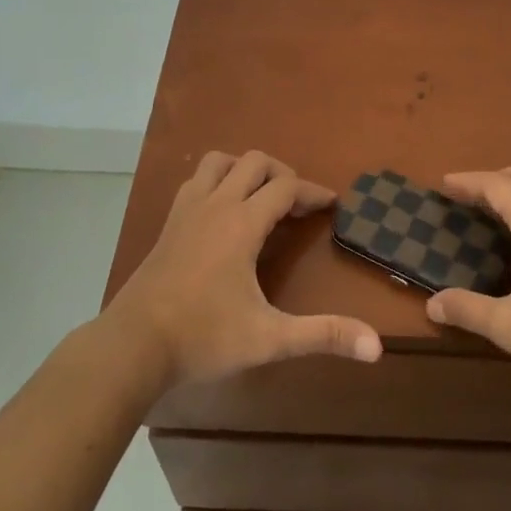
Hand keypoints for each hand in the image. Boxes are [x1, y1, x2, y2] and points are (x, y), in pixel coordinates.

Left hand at [105, 150, 382, 389]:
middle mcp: (215, 205)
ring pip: (219, 162)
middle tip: (298, 205)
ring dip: (245, 170)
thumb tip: (377, 347)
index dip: (313, 192)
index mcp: (241, 223)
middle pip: (254, 162)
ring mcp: (186, 210)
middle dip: (282, 174)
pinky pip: (196, 181)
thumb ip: (322, 336)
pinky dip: (217, 181)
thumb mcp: (269, 339)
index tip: (332, 205)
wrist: (132, 346)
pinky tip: (223, 213)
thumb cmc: (203, 338)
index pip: (286, 187)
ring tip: (261, 198)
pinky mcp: (169, 224)